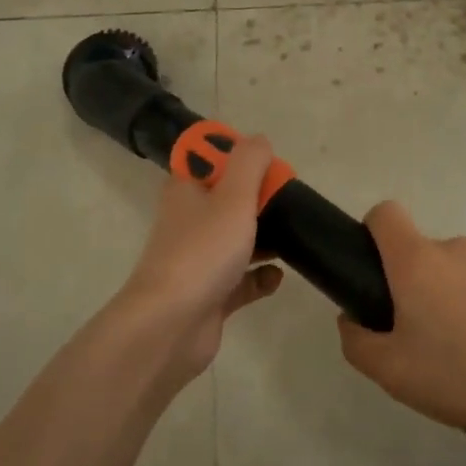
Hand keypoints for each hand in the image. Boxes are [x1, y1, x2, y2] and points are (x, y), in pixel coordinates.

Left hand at [113, 135, 284, 380]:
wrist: (170, 325)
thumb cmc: (203, 252)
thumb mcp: (233, 196)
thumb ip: (249, 163)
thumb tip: (259, 140)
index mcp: (186, 190)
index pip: (209, 159)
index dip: (238, 156)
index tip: (268, 166)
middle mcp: (189, 220)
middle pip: (228, 198)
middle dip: (259, 198)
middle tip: (290, 202)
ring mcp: (198, 259)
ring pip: (236, 239)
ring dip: (265, 238)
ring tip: (295, 236)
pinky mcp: (210, 294)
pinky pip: (242, 280)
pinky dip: (260, 277)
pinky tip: (278, 277)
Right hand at [337, 201, 465, 456]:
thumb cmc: (462, 376)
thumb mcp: (392, 372)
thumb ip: (357, 341)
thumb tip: (351, 318)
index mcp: (416, 262)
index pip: (385, 214)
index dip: (373, 233)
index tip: (375, 271)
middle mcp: (455, 248)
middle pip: (422, 251)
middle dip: (416, 283)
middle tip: (422, 334)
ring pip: (459, 269)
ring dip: (454, 294)